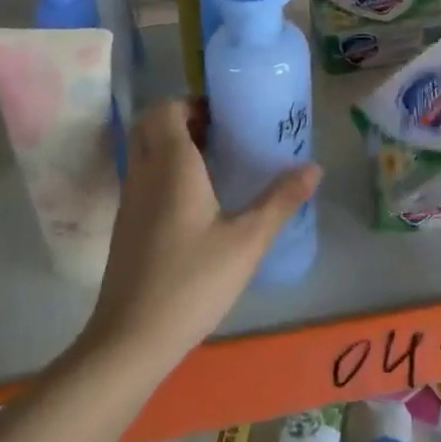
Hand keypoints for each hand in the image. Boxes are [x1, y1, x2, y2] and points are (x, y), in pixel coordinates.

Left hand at [82, 100, 319, 372]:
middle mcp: (144, 173)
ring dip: (173, 146)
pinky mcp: (126, 225)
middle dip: (183, 119)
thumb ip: (281, 201)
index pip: (166, 108)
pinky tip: (196, 203)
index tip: (225, 115)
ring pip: (145, 151)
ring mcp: (130, 199)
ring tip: (215, 165)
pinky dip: (164, 171)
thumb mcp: (247, 242)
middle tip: (221, 135)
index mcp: (171, 165)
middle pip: (151, 124)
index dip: (192, 103)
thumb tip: (315, 168)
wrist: (131, 339)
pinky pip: (143, 177)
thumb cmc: (192, 282)